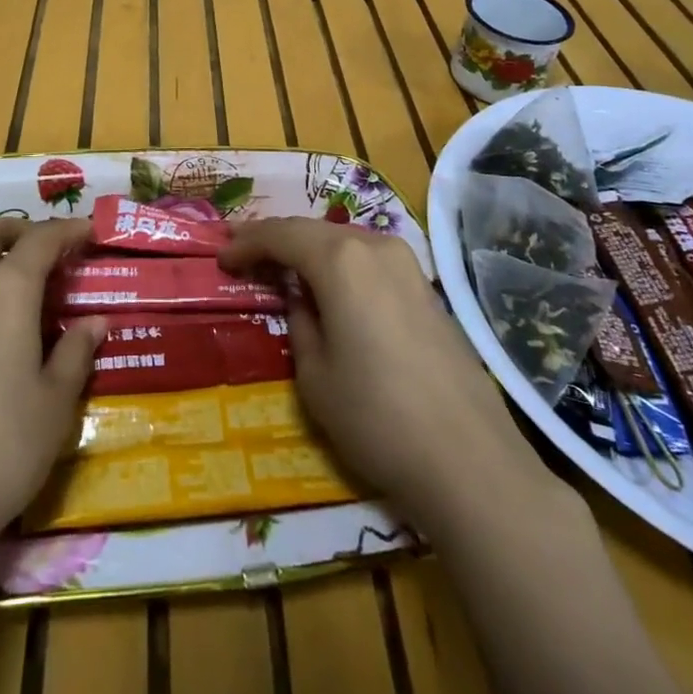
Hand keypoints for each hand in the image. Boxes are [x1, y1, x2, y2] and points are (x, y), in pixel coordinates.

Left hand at [0, 216, 103, 559]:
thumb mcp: (54, 404)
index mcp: (5, 291)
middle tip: (48, 252)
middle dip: (20, 230)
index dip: (68, 230)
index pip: (41, 239)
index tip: (88, 233)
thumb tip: (94, 322)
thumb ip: (75, 353)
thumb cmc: (0, 447)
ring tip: (17, 296)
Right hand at [221, 219, 555, 531]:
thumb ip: (301, 323)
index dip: (247, 243)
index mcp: (340, 260)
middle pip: (314, 231)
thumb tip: (302, 300)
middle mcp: (375, 247)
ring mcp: (408, 265)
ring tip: (283, 267)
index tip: (222, 258)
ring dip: (311, 251)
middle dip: (277, 240)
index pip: (281, 235)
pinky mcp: (428, 290)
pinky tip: (331, 287)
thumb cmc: (377, 417)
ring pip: (345, 243)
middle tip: (245, 253)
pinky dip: (342, 266)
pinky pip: (371, 262)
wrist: (470, 461)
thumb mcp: (315, 376)